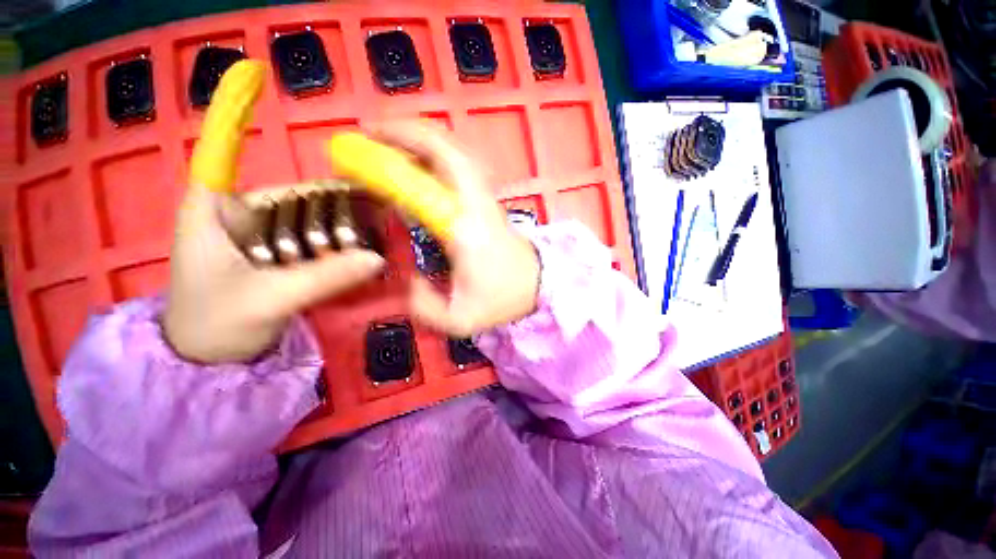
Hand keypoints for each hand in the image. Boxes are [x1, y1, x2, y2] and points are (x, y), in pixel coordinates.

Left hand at [163, 183, 383, 363]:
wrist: (207, 364)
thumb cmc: (217, 325)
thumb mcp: (271, 298)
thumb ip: (325, 277)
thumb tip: (378, 259)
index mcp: (217, 209)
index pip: (257, 167)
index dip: (308, 173)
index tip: (357, 186)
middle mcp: (240, 214)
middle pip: (296, 198)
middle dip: (336, 210)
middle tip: (378, 220)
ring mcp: (259, 236)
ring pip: (307, 221)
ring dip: (339, 231)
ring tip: (375, 237)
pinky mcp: (274, 256)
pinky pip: (310, 243)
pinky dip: (333, 248)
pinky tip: (358, 253)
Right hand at [371, 123, 540, 336]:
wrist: (536, 284)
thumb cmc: (503, 299)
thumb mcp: (461, 319)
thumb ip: (425, 306)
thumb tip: (408, 277)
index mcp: (464, 229)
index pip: (425, 185)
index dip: (390, 165)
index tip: (361, 154)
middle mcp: (474, 204)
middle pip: (446, 149)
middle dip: (406, 132)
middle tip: (372, 135)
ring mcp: (484, 197)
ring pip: (455, 151)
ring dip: (421, 138)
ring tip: (389, 141)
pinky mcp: (486, 199)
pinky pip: (460, 164)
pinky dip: (436, 153)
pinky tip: (417, 162)